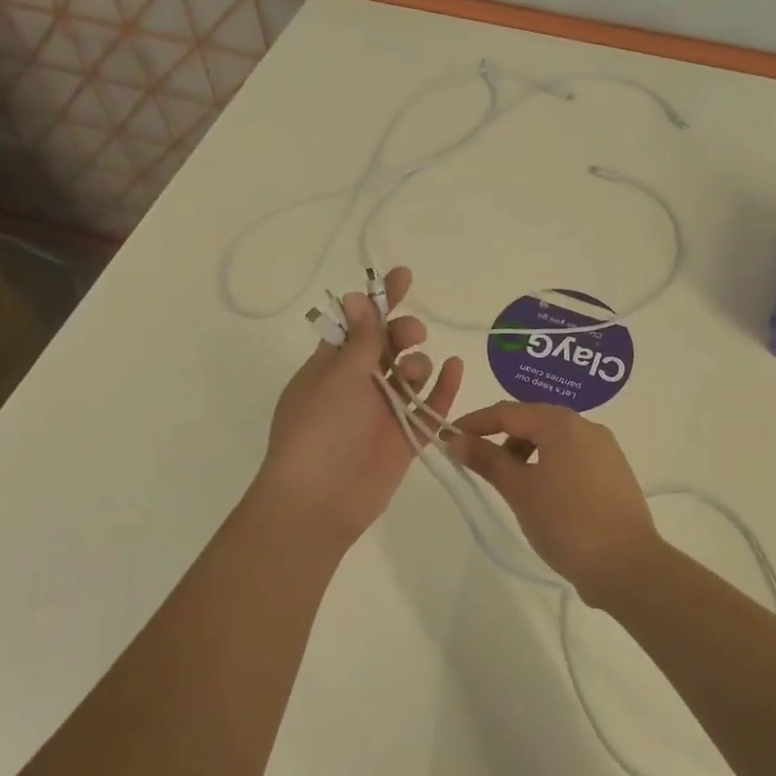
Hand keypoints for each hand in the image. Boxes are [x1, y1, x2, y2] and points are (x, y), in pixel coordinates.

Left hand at [253, 266, 463, 550]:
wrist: (320, 499)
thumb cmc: (320, 428)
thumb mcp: (338, 375)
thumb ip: (360, 338)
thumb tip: (356, 296)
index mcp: (333, 364)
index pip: (359, 322)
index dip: (380, 299)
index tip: (404, 276)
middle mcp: (359, 383)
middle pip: (390, 344)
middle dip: (403, 331)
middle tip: (410, 334)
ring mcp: (384, 409)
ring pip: (411, 371)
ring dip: (417, 361)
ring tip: (411, 373)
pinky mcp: (405, 435)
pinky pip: (430, 405)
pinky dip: (443, 386)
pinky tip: (456, 366)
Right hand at [445, 401, 662, 607]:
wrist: (627, 565)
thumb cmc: (567, 522)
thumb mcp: (519, 490)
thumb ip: (487, 460)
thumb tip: (455, 439)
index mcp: (562, 424)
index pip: (509, 411)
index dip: (476, 422)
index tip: (449, 436)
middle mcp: (587, 427)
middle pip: (533, 421)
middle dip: (501, 437)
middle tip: (476, 462)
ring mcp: (605, 449)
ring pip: (554, 439)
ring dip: (526, 452)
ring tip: (509, 483)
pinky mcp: (613, 472)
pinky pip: (572, 456)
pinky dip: (548, 464)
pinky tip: (541, 493)